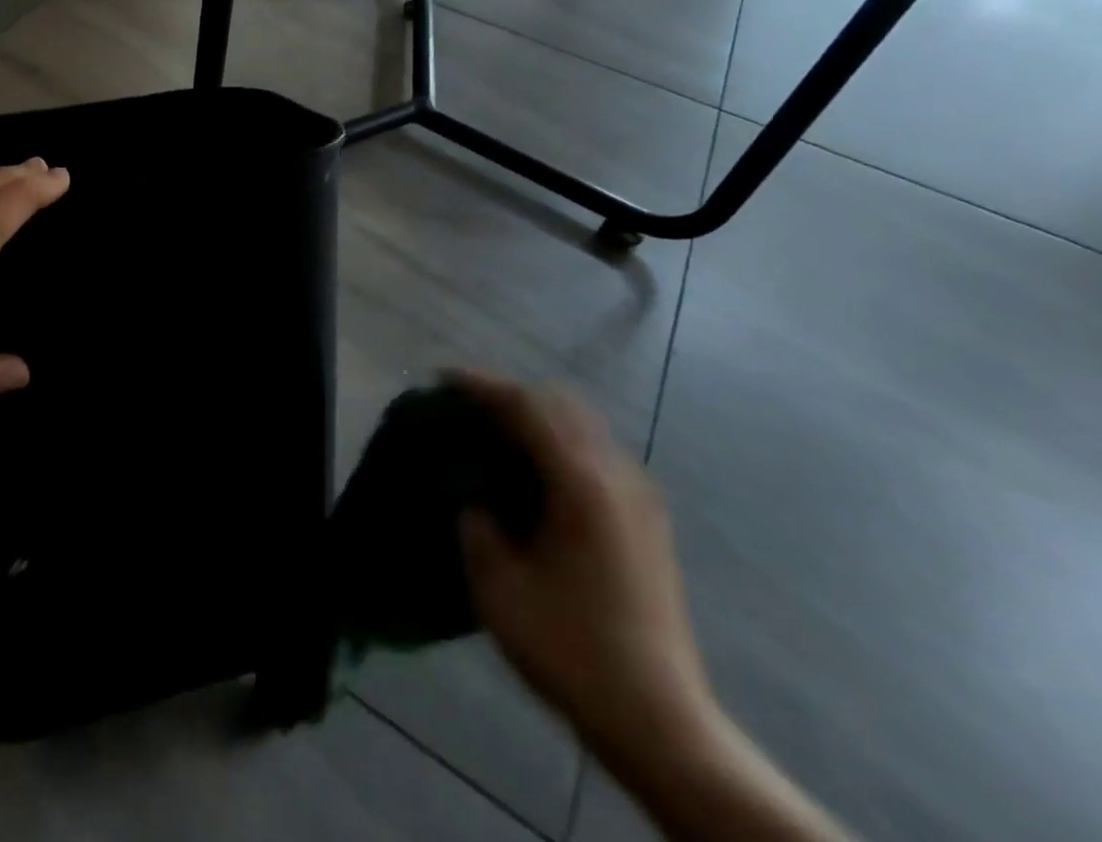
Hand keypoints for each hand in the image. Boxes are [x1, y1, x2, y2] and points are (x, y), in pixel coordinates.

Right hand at [455, 376, 717, 770]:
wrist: (658, 720)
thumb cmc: (571, 648)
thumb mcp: (498, 587)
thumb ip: (476, 527)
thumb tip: (474, 501)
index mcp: (581, 483)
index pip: (526, 407)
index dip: (482, 386)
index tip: (443, 380)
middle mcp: (616, 476)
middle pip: (560, 404)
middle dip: (511, 396)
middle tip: (468, 408)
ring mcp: (639, 498)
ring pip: (583, 427)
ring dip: (537, 419)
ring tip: (496, 437)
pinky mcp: (646, 522)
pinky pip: (596, 455)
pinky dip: (559, 445)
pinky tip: (534, 476)